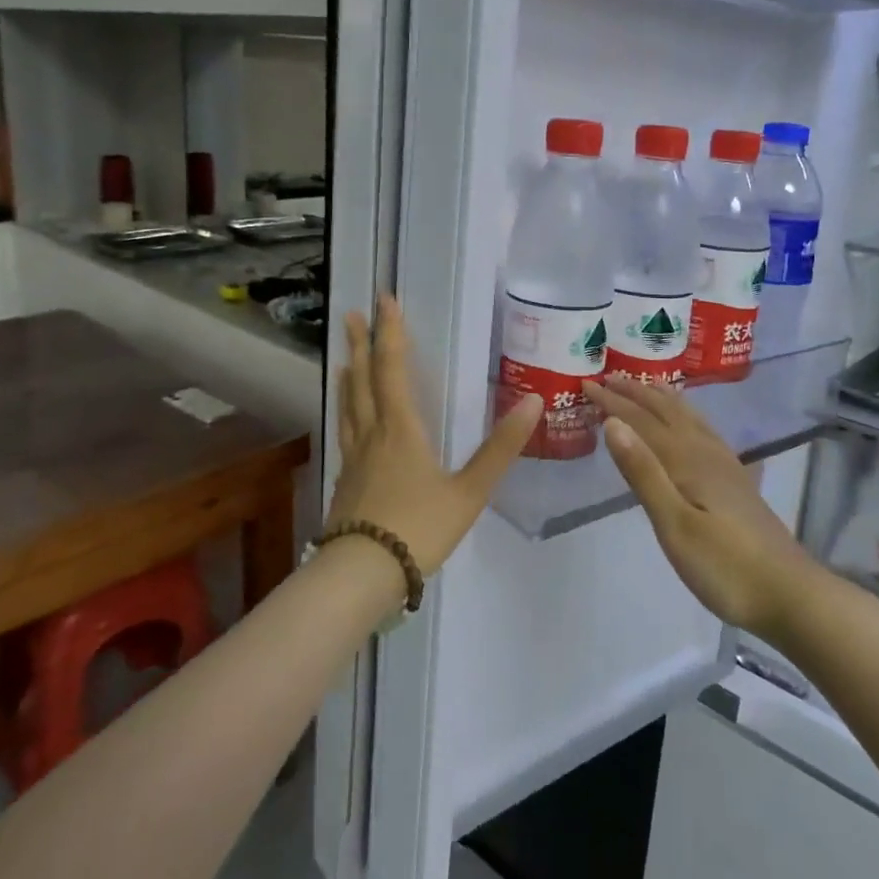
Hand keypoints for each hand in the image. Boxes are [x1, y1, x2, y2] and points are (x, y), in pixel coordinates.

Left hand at [332, 296, 542, 574]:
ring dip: (349, 377)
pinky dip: (347, 412)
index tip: (384, 301)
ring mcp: (354, 459)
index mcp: (400, 429)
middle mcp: (372, 435)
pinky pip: (346, 433)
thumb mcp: (469, 491)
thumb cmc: (418, 528)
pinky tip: (350, 424)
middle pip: (362, 381)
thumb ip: (500, 448)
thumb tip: (532, 402)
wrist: (361, 576)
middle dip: (360, 346)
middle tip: (351, 316)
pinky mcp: (345, 483)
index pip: (393, 369)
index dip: (390, 333)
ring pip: (349, 407)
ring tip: (345, 360)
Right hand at [583, 376, 816, 639]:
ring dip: (663, 400)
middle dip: (636, 393)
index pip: (642, 421)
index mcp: (687, 460)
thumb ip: (644, 473)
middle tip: (609, 376)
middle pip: (667, 412)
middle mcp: (706, 452)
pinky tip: (691, 425)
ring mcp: (725, 465)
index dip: (613, 401)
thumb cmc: (724, 566)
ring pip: (688, 418)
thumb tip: (612, 423)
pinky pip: (704, 431)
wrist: (789, 594)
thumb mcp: (674, 524)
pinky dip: (688, 417)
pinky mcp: (736, 481)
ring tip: (647, 385)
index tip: (587, 383)